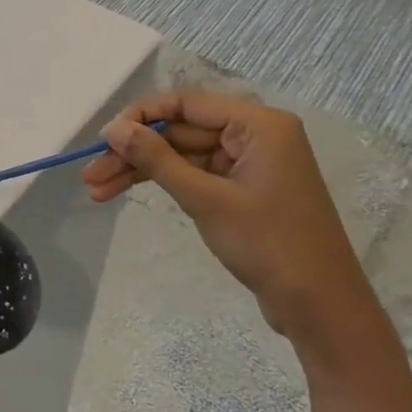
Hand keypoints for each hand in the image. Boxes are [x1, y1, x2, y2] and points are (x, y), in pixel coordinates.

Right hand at [83, 88, 373, 340]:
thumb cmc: (269, 245)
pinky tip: (126, 192)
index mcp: (258, 124)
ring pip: (181, 154)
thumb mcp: (205, 199)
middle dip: (134, 152)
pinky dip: (163, 184)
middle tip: (91, 174)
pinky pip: (194, 174)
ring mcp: (249, 162)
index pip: (186, 103)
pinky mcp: (243, 188)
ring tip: (96, 190)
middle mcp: (255, 134)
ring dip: (141, 171)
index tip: (103, 139)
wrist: (320, 308)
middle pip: (179, 130)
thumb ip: (157, 159)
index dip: (140, 117)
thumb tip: (113, 128)